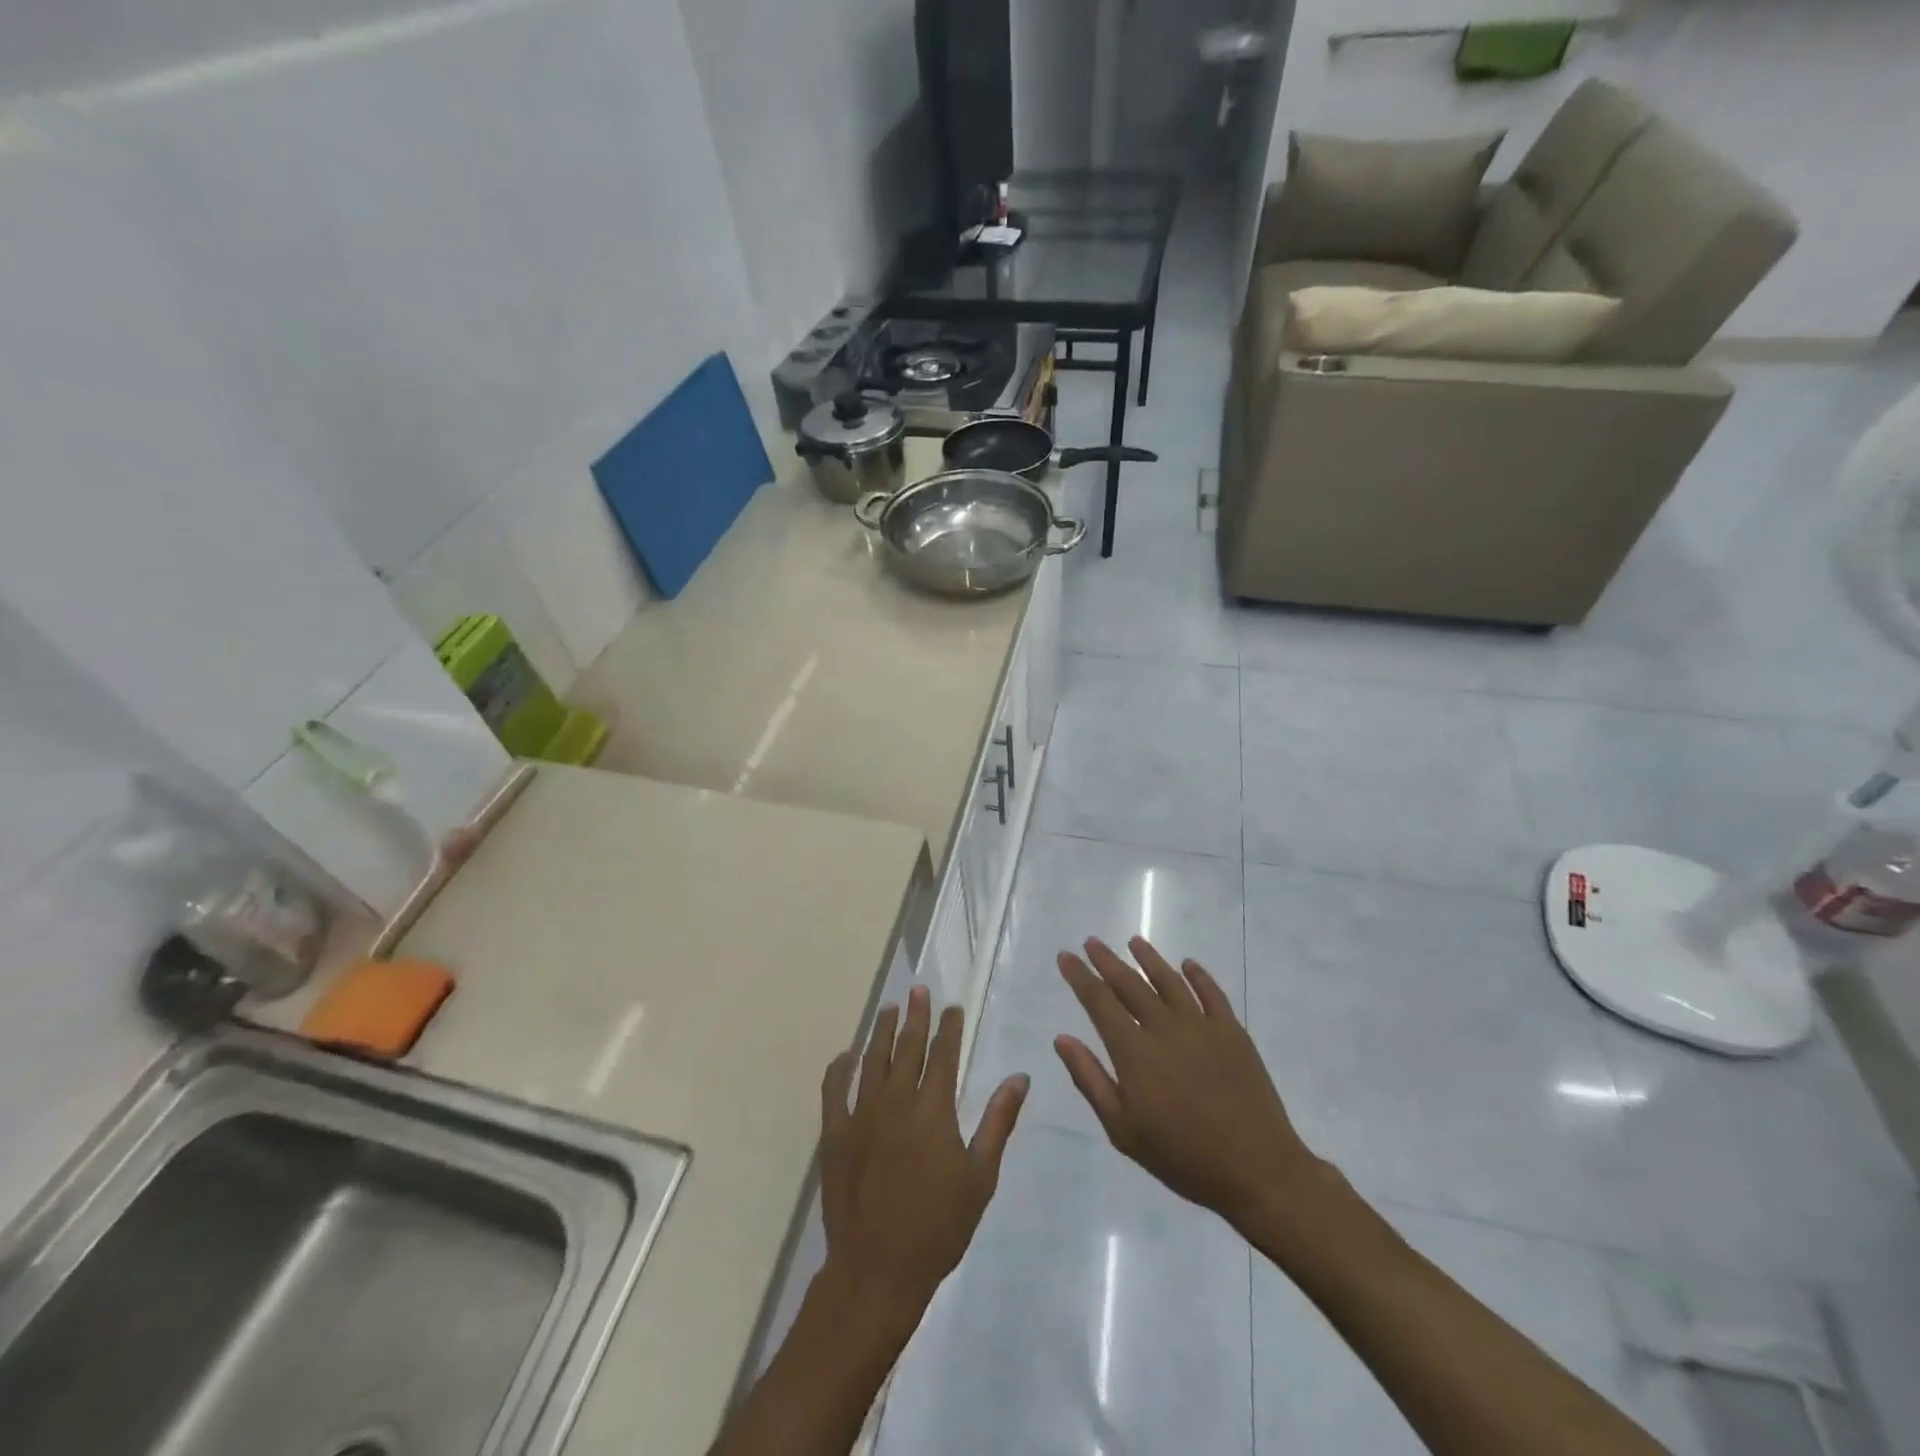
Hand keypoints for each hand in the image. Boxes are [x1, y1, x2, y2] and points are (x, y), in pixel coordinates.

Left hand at [819, 986, 1027, 1327]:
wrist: (878, 1269)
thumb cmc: (938, 1227)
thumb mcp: (980, 1177)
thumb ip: (998, 1122)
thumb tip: (1019, 1078)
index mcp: (933, 1109)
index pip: (943, 1055)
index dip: (949, 1028)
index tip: (952, 1007)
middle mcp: (895, 1100)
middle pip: (907, 1047)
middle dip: (916, 1016)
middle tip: (919, 990)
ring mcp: (861, 1114)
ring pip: (872, 1060)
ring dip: (882, 1031)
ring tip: (889, 1008)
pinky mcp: (835, 1133)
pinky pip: (834, 1089)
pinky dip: (839, 1068)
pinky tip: (845, 1054)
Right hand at [1055, 937, 1325, 1231]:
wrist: (1255, 1169)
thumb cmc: (1181, 1156)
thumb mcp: (1122, 1129)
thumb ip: (1090, 1079)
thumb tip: (1062, 1038)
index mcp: (1133, 1051)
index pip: (1099, 1001)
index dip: (1080, 976)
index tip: (1066, 956)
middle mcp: (1164, 1027)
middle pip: (1129, 983)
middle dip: (1107, 960)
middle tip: (1091, 942)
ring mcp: (1201, 1025)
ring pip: (1169, 980)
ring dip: (1149, 958)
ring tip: (1134, 942)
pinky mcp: (1232, 1032)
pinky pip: (1211, 993)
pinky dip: (1197, 975)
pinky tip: (1188, 964)